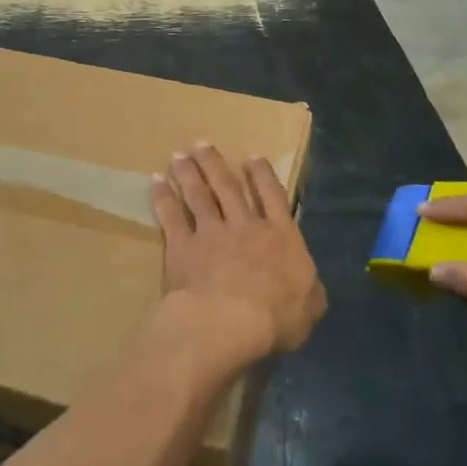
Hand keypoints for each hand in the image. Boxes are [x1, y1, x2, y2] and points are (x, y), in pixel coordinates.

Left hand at [149, 143, 326, 365]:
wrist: (227, 321)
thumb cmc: (276, 318)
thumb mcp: (310, 307)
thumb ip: (310, 290)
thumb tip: (309, 285)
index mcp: (280, 236)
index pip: (273, 196)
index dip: (262, 175)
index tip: (251, 156)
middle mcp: (245, 226)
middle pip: (228, 187)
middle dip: (215, 163)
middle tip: (201, 144)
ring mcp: (211, 233)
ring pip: (198, 195)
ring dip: (188, 174)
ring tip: (179, 156)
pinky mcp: (182, 246)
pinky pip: (171, 216)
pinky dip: (163, 197)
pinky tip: (156, 182)